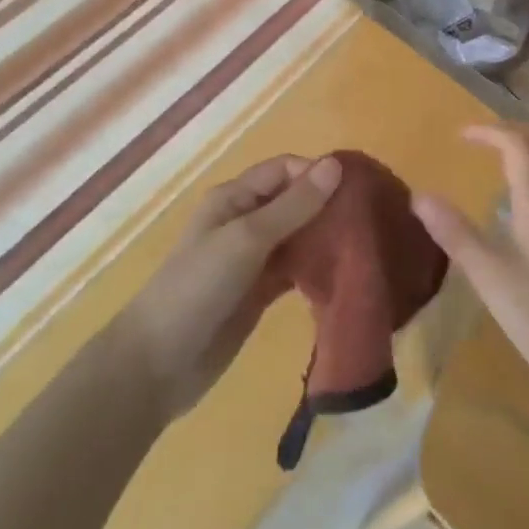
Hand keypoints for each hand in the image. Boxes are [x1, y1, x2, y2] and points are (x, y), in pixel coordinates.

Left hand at [119, 153, 341, 422]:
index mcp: (234, 198)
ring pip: (298, 236)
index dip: (317, 174)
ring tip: (366, 245)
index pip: (284, 170)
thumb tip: (336, 164)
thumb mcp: (247, 239)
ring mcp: (252, 259)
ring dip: (325, 238)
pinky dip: (317, 269)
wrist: (158, 364)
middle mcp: (244, 221)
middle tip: (370, 220)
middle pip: (294, 201)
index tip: (357, 191)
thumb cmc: (199, 287)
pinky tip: (345, 274)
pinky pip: (296, 270)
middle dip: (328, 206)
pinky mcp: (260, 292)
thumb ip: (293, 205)